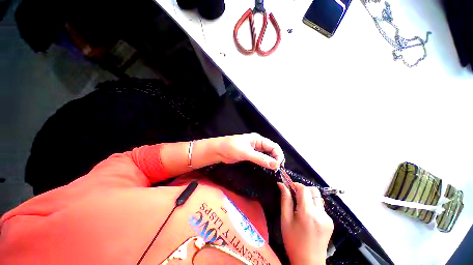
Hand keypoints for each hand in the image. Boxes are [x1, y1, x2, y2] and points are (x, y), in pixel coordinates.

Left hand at [213, 133, 283, 169]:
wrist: (217, 151)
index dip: (278, 155)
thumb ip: (260, 158)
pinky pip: (260, 160)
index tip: (278, 166)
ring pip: (266, 156)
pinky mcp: (250, 157)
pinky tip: (265, 170)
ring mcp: (254, 151)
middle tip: (276, 170)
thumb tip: (275, 165)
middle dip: (275, 159)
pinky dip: (264, 165)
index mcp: (258, 139)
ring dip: (270, 163)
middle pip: (271, 151)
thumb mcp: (246, 152)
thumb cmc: (230, 148)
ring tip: (272, 172)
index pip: (274, 146)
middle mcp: (258, 144)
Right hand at [279, 182, 333, 264]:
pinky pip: (320, 207)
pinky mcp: (331, 222)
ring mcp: (327, 218)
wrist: (309, 262)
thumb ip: (285, 199)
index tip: (289, 187)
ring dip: (308, 198)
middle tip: (294, 196)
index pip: (304, 189)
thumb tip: (281, 184)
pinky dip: (313, 206)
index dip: (295, 184)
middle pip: (313, 191)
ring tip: (300, 208)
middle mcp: (320, 213)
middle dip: (303, 190)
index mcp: (307, 212)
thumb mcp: (285, 219)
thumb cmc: (293, 241)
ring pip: (317, 198)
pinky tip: (308, 217)